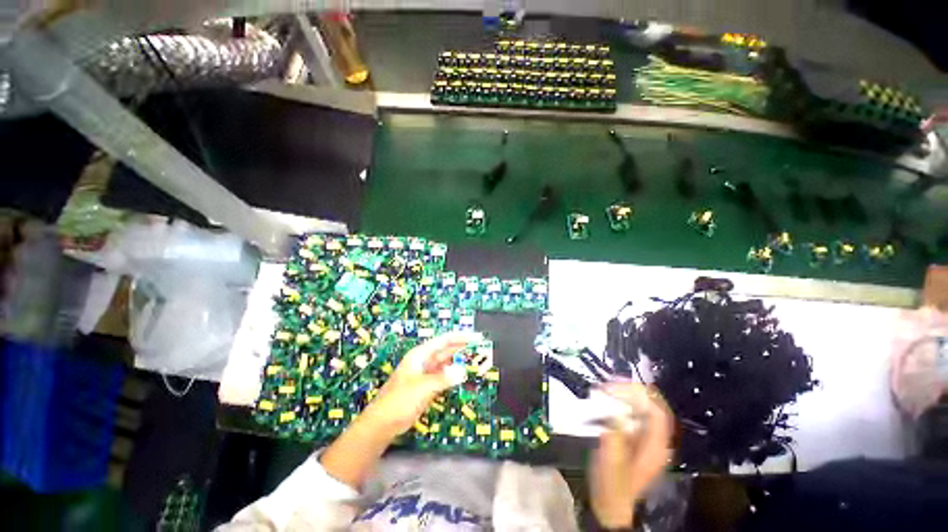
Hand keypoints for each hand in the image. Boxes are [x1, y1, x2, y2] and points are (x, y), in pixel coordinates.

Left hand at [360, 331, 482, 437]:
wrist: (383, 424)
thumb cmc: (399, 401)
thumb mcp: (422, 387)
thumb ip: (443, 378)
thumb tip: (463, 370)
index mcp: (420, 355)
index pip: (444, 341)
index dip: (460, 337)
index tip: (476, 338)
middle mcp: (424, 361)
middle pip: (447, 351)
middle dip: (462, 349)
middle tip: (481, 348)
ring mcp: (426, 374)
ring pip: (447, 364)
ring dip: (459, 362)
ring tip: (476, 360)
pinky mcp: (428, 386)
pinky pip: (445, 377)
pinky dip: (454, 375)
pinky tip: (463, 375)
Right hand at [588, 383, 673, 528]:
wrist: (610, 505)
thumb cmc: (611, 484)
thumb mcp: (611, 459)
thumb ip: (615, 434)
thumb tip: (615, 410)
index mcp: (656, 447)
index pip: (657, 412)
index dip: (639, 395)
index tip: (616, 386)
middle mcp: (657, 441)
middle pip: (653, 407)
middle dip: (632, 392)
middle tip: (608, 385)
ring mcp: (648, 441)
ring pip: (644, 409)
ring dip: (627, 396)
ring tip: (606, 390)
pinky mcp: (638, 440)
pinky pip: (635, 415)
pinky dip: (623, 405)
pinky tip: (608, 402)